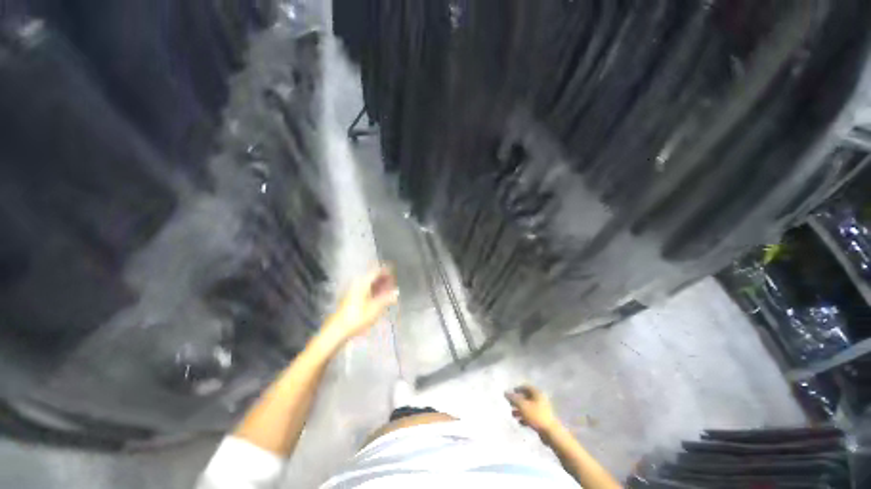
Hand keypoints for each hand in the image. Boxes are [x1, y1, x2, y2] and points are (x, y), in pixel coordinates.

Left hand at [321, 265, 398, 347]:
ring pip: (369, 285)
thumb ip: (387, 298)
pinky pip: (366, 291)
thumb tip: (396, 292)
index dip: (386, 271)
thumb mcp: (375, 308)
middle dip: (384, 279)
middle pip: (373, 278)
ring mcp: (354, 291)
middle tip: (394, 283)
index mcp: (363, 283)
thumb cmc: (357, 317)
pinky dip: (374, 292)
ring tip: (389, 291)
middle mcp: (357, 284)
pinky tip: (380, 298)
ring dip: (379, 286)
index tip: (394, 272)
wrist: (338, 330)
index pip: (376, 272)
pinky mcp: (352, 299)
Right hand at [506, 385, 558, 432]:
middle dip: (518, 401)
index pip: (526, 387)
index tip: (511, 392)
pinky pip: (532, 416)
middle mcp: (540, 399)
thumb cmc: (536, 415)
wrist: (550, 432)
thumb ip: (513, 399)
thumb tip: (505, 392)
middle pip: (527, 397)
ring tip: (513, 415)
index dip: (518, 389)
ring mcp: (542, 410)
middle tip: (510, 404)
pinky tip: (520, 423)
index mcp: (537, 393)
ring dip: (520, 410)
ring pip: (529, 407)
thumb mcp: (522, 406)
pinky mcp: (543, 419)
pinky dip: (525, 417)